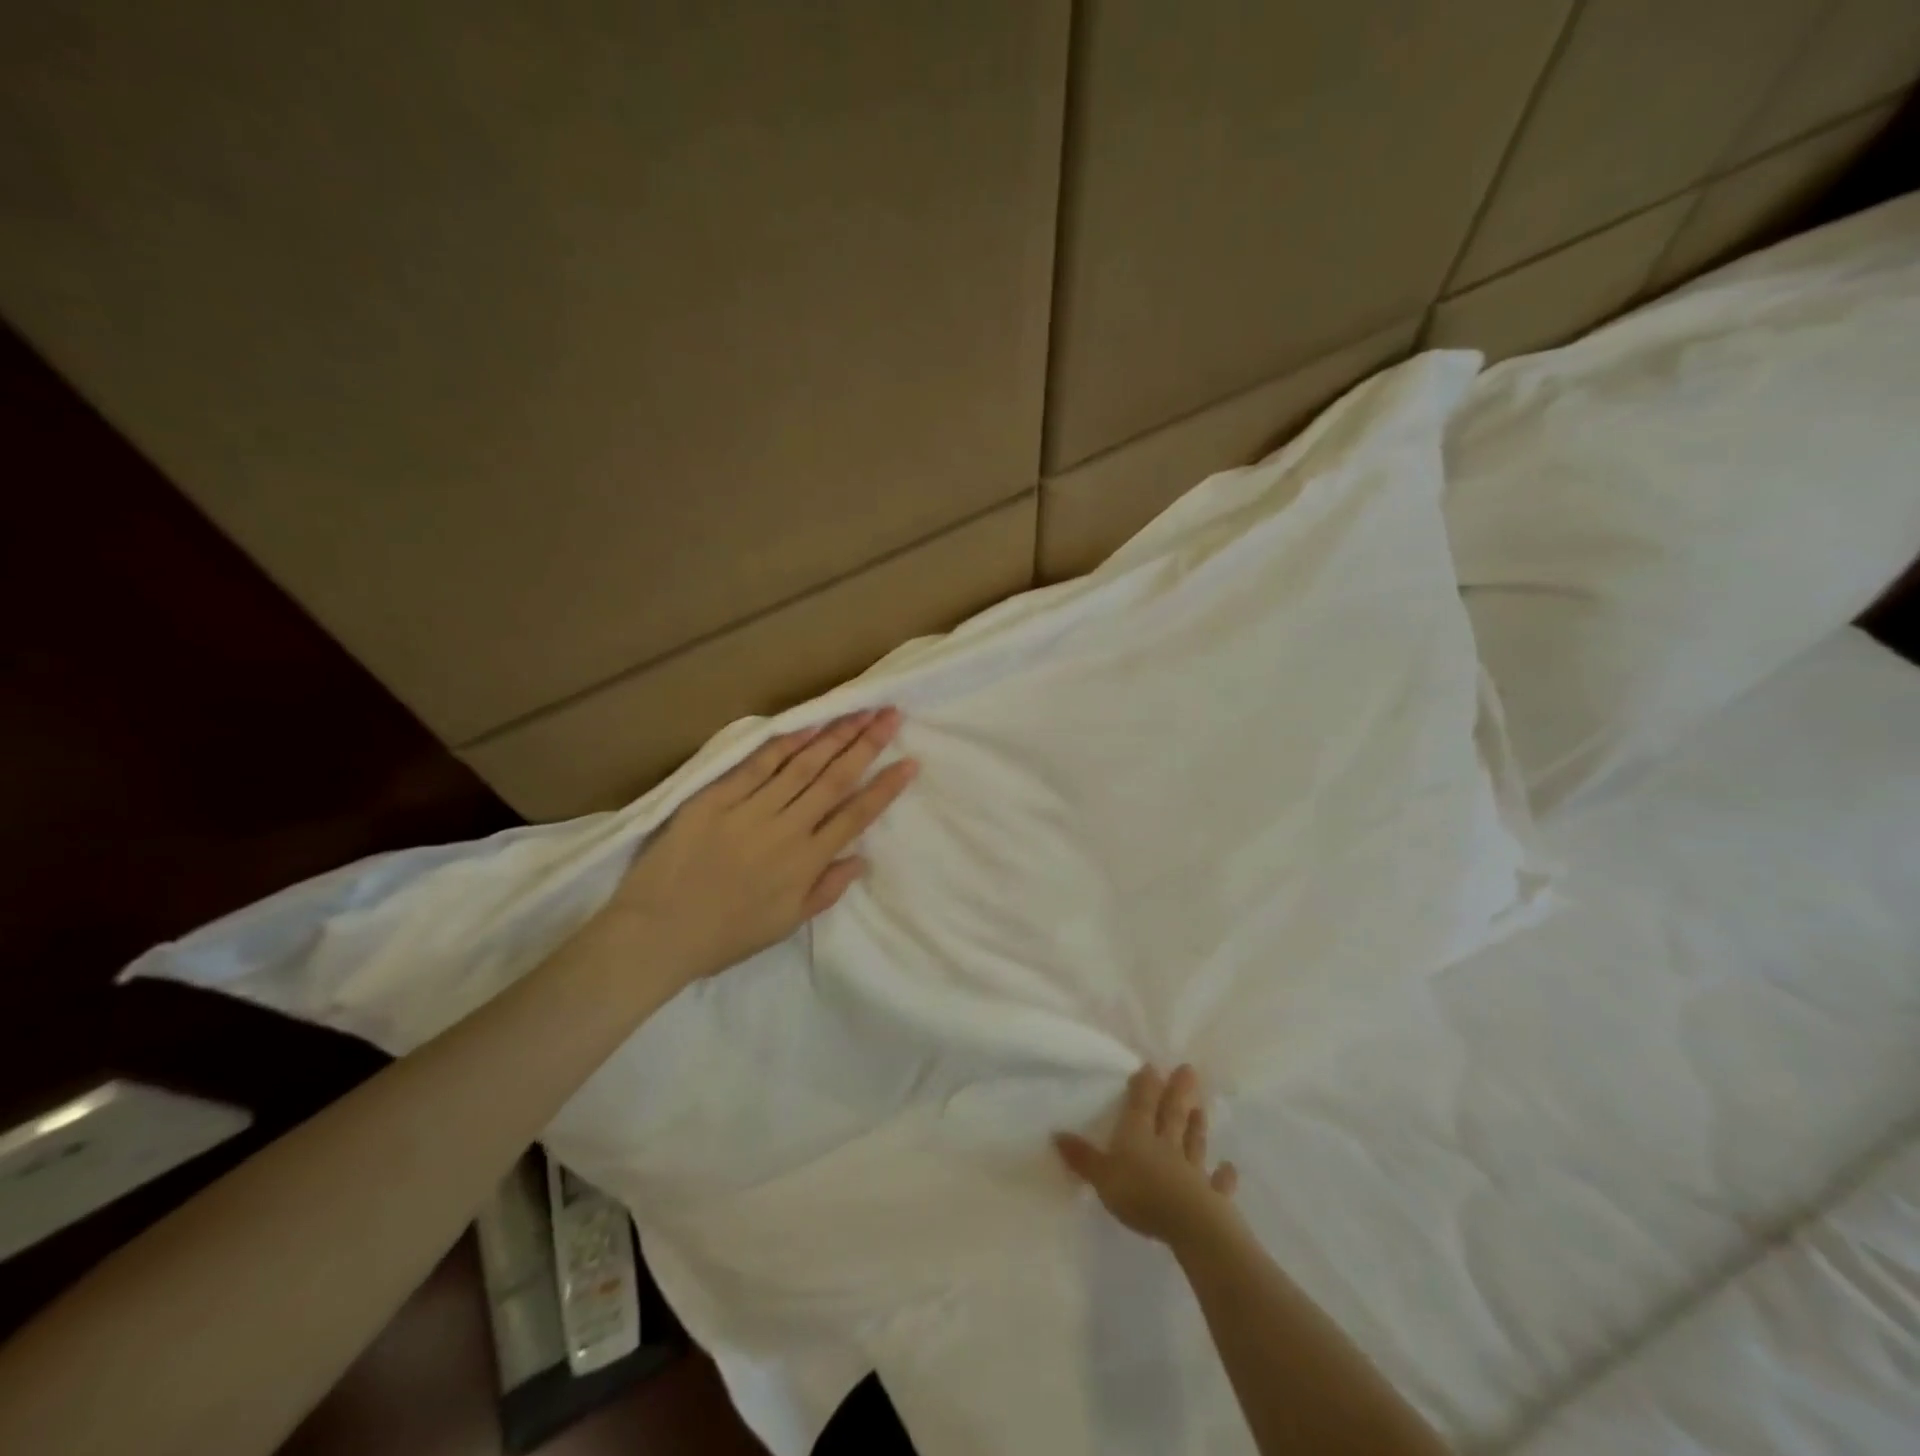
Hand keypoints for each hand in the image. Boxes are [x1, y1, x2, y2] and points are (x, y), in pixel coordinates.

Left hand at [602, 708, 917, 985]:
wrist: (657, 932)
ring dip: (834, 736)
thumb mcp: (785, 925)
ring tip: (858, 710)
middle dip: (867, 745)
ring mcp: (751, 810)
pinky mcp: (717, 798)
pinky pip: (757, 765)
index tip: (910, 762)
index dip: (886, 787)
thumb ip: (826, 891)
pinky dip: (784, 744)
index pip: (856, 816)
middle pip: (834, 779)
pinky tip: (807, 725)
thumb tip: (860, 859)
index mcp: (806, 862)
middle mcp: (786, 829)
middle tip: (891, 715)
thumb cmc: (725, 936)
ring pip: (802, 765)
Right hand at [1056, 1064, 1239, 1249]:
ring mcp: (1191, 1170)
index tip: (1152, 1066)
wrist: (1188, 1224)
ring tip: (1201, 1108)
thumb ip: (1082, 1157)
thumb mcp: (1102, 1176)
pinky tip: (1230, 1168)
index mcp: (1139, 1136)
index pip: (1141, 1105)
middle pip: (1172, 1114)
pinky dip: (1224, 1176)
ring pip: (1193, 1142)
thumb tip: (1056, 1133)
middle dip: (1177, 1092)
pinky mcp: (1210, 1196)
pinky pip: (1217, 1183)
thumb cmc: (1140, 1194)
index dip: (1145, 1086)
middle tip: (1188, 1070)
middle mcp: (1166, 1145)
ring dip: (1197, 1125)